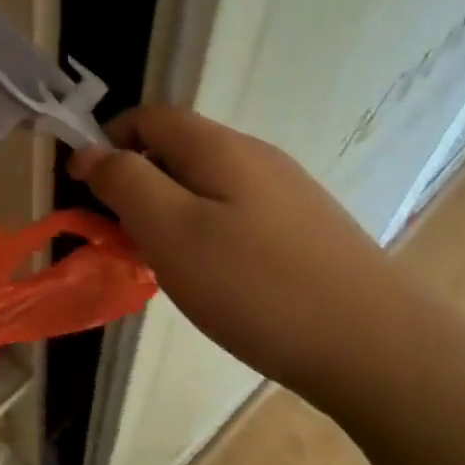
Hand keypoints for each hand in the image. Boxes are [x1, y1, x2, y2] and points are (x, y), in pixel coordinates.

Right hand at [70, 105, 410, 408]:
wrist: (378, 348)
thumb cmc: (257, 286)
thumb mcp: (171, 231)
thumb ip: (125, 182)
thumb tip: (89, 150)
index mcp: (220, 147)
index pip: (149, 117)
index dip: (107, 143)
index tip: (85, 192)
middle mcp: (257, 157)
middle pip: (178, 150)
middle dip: (137, 185)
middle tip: (121, 240)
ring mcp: (287, 193)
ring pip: (206, 186)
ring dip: (169, 213)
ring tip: (164, 266)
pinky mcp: (306, 229)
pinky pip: (236, 214)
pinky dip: (206, 234)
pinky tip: (216, 281)